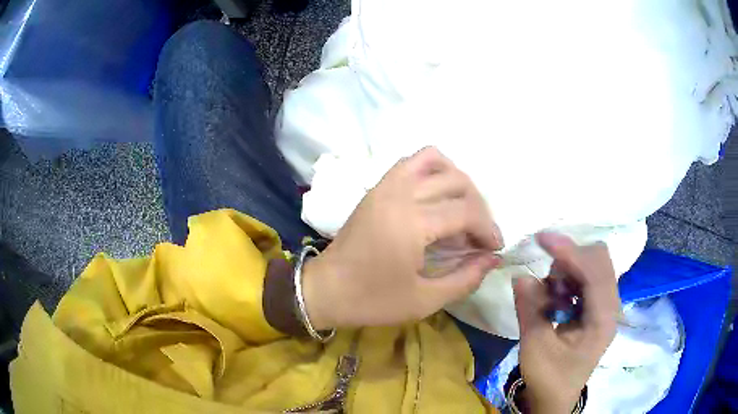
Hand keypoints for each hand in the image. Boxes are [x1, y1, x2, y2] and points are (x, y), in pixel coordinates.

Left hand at [302, 147, 503, 329]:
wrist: (325, 290)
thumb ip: (465, 279)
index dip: (488, 228)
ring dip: (457, 180)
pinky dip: (432, 171)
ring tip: (462, 209)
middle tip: (478, 234)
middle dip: (478, 206)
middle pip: (456, 181)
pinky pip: (410, 163)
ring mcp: (385, 185)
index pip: (466, 211)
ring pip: (434, 160)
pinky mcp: (376, 188)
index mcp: (412, 223)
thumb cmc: (371, 300)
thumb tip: (492, 259)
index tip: (494, 248)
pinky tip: (436, 197)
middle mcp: (400, 194)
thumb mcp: (424, 301)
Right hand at [513, 233, 618, 413]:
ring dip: (569, 269)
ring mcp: (606, 304)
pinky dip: (569, 277)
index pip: (594, 271)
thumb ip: (530, 310)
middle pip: (599, 259)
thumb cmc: (549, 378)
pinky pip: (587, 276)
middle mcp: (611, 305)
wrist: (557, 398)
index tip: (542, 239)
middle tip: (547, 280)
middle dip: (570, 259)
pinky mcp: (597, 305)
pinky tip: (556, 298)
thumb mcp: (535, 349)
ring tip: (551, 295)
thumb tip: (521, 276)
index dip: (569, 252)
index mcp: (603, 319)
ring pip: (593, 264)